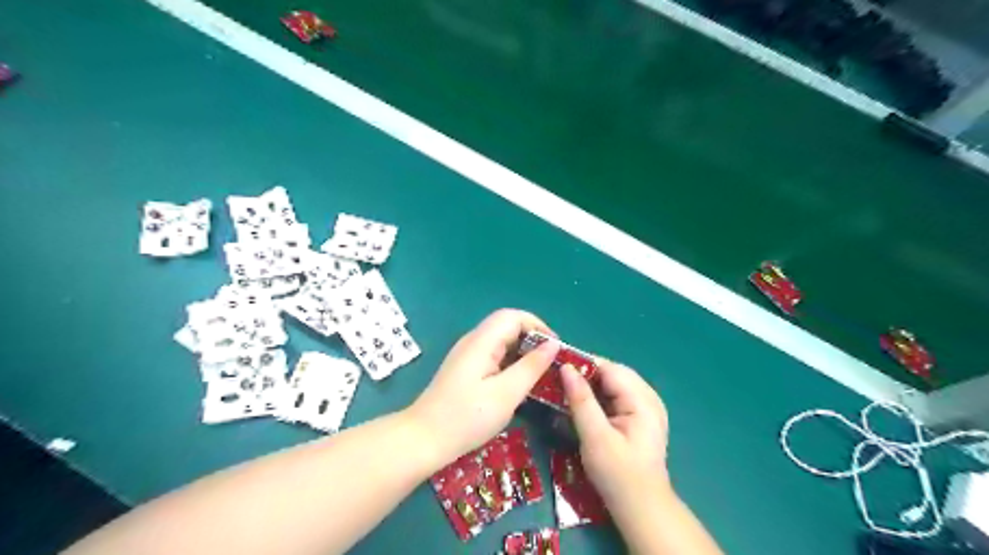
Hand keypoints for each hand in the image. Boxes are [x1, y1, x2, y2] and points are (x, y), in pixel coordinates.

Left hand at [408, 310, 559, 466]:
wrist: (423, 439)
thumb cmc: (467, 418)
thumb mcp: (506, 394)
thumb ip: (531, 367)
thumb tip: (553, 344)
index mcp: (482, 342)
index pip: (513, 316)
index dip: (538, 326)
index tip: (555, 349)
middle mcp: (473, 341)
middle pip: (507, 326)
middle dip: (532, 339)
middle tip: (550, 364)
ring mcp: (467, 355)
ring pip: (501, 341)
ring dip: (522, 352)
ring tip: (540, 374)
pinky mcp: (465, 369)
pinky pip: (493, 355)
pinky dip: (510, 362)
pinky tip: (518, 383)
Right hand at [563, 363, 672, 512]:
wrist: (641, 509)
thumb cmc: (618, 475)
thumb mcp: (596, 437)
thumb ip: (581, 400)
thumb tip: (565, 368)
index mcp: (643, 400)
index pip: (610, 368)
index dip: (582, 364)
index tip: (555, 366)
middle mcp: (648, 398)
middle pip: (612, 374)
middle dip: (585, 375)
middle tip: (556, 380)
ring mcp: (645, 407)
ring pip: (612, 384)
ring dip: (589, 386)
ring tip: (564, 390)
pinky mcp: (638, 418)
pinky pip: (615, 397)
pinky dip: (597, 398)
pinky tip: (581, 405)